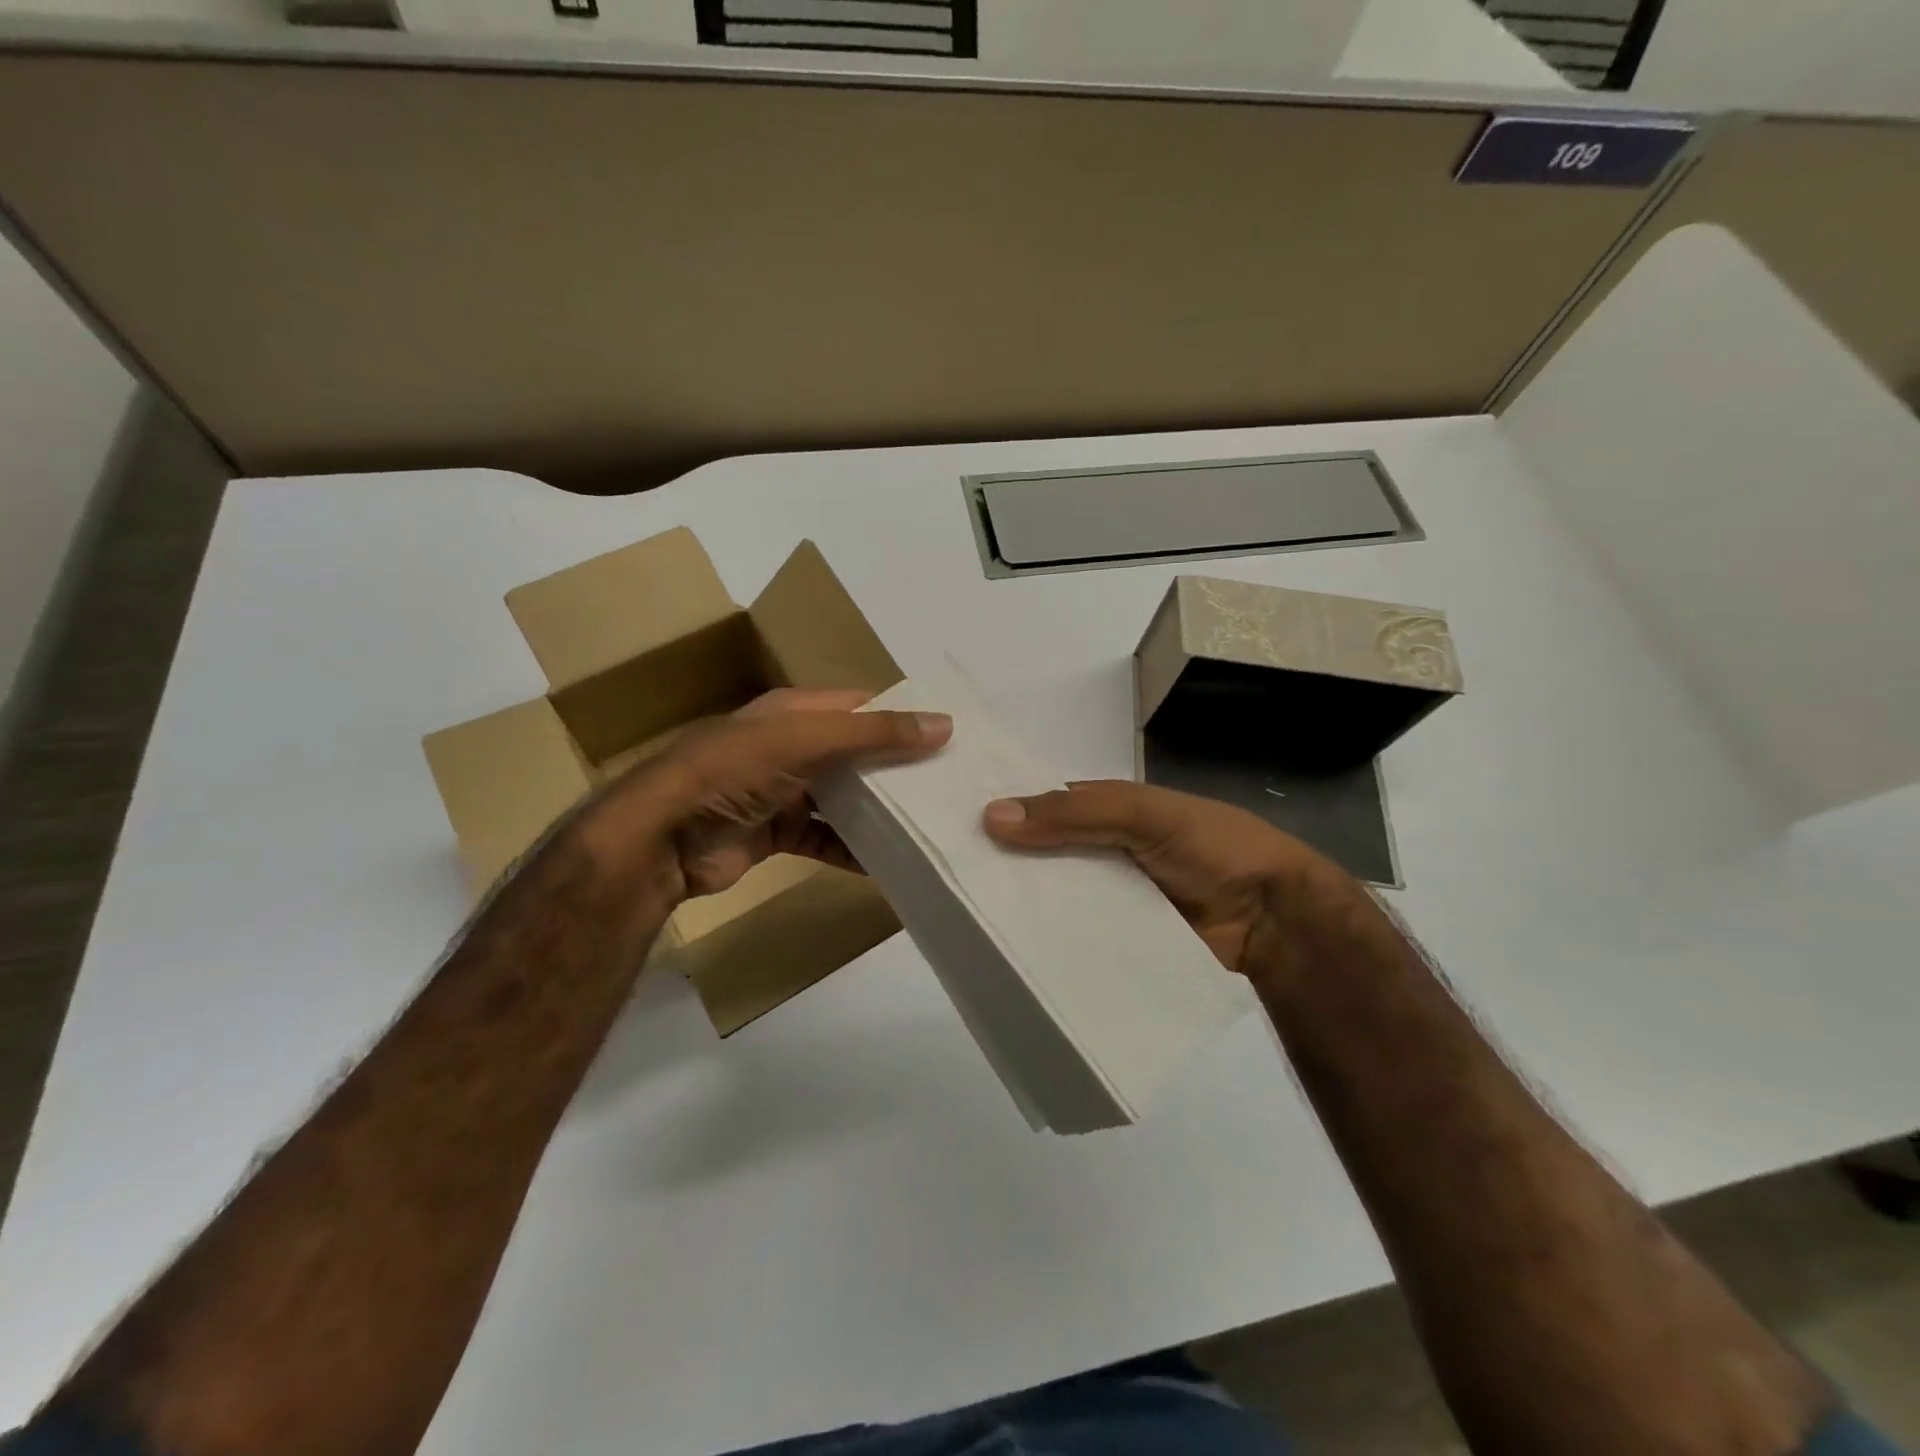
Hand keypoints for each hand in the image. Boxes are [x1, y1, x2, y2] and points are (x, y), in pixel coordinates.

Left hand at [573, 689, 950, 908]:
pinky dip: (852, 850)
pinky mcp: (776, 833)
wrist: (663, 838)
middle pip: (856, 752)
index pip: (861, 705)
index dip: (902, 715)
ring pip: (843, 798)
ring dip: (878, 810)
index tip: (950, 734)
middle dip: (897, 766)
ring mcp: (782, 791)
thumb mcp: (807, 740)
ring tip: (930, 822)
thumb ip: (874, 733)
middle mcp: (791, 746)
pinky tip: (889, 864)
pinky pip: (825, 839)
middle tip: (951, 783)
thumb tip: (943, 724)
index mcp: (794, 711)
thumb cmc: (734, 771)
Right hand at [982, 780, 1387, 987]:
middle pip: (1041, 857)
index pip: (1042, 807)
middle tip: (945, 881)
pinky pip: (1073, 940)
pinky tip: (1007, 955)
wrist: (1274, 917)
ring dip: (1020, 908)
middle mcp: (1099, 853)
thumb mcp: (1143, 813)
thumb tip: (990, 816)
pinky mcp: (1116, 943)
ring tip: (962, 922)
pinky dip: (1047, 945)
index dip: (1003, 811)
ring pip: (1053, 900)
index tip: (948, 825)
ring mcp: (1107, 901)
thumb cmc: (1211, 845)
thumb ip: (1075, 812)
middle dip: (1002, 865)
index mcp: (1105, 811)